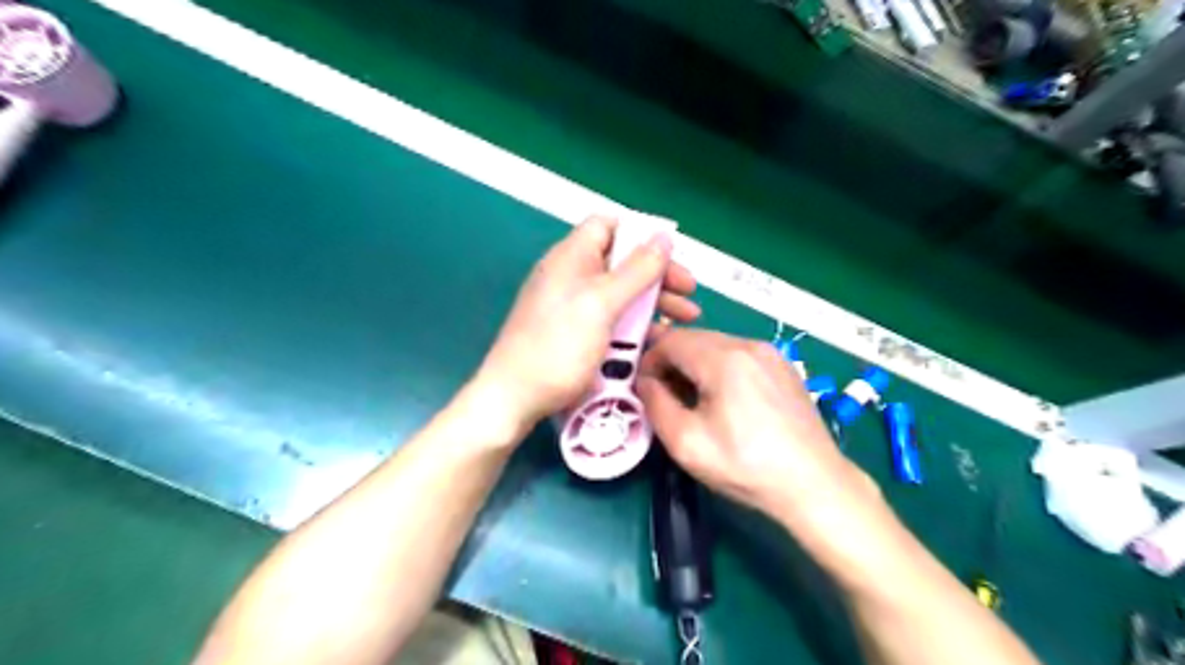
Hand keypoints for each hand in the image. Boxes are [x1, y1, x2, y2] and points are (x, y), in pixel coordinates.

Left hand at [479, 214, 700, 430]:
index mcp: (572, 256)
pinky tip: (659, 338)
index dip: (639, 234)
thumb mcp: (602, 303)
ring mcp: (574, 306)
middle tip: (688, 292)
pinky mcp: (577, 333)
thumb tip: (663, 237)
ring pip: (621, 293)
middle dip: (658, 274)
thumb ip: (636, 270)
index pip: (608, 225)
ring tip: (686, 318)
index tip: (669, 254)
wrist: (516, 397)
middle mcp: (572, 275)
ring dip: (654, 301)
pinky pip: (613, 319)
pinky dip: (637, 323)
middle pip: (621, 261)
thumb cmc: (558, 345)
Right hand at [640, 330, 878, 522]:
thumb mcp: (687, 442)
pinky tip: (721, 398)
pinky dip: (719, 367)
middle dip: (669, 360)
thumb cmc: (746, 466)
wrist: (814, 484)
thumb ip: (655, 404)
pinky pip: (738, 355)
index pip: (670, 339)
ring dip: (694, 364)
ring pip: (716, 345)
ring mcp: (770, 353)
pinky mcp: (782, 366)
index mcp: (723, 358)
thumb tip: (645, 381)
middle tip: (661, 393)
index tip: (642, 387)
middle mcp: (748, 345)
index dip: (648, 359)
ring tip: (689, 398)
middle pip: (693, 338)